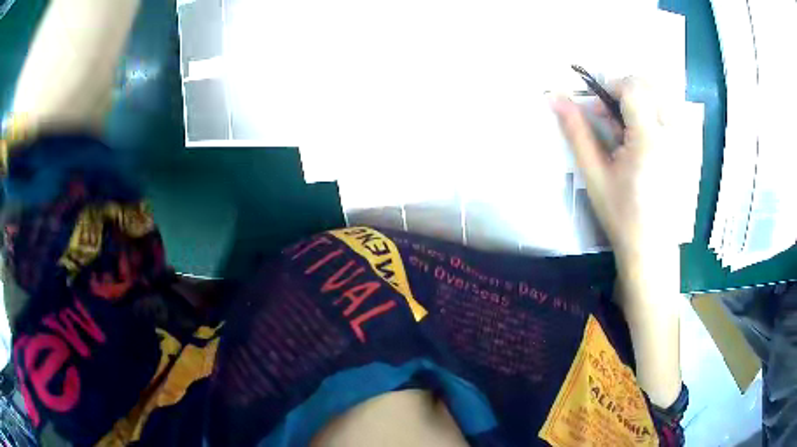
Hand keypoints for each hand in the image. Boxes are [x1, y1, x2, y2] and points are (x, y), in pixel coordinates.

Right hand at [551, 79, 678, 298]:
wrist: (652, 248)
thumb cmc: (622, 215)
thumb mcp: (595, 174)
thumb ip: (576, 131)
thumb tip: (554, 96)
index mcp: (649, 139)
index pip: (633, 87)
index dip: (610, 87)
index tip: (598, 109)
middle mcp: (672, 133)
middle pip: (650, 85)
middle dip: (625, 92)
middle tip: (612, 120)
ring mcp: (683, 141)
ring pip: (662, 96)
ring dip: (640, 101)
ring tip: (629, 131)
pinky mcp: (687, 149)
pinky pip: (671, 113)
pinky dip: (654, 113)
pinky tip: (645, 140)